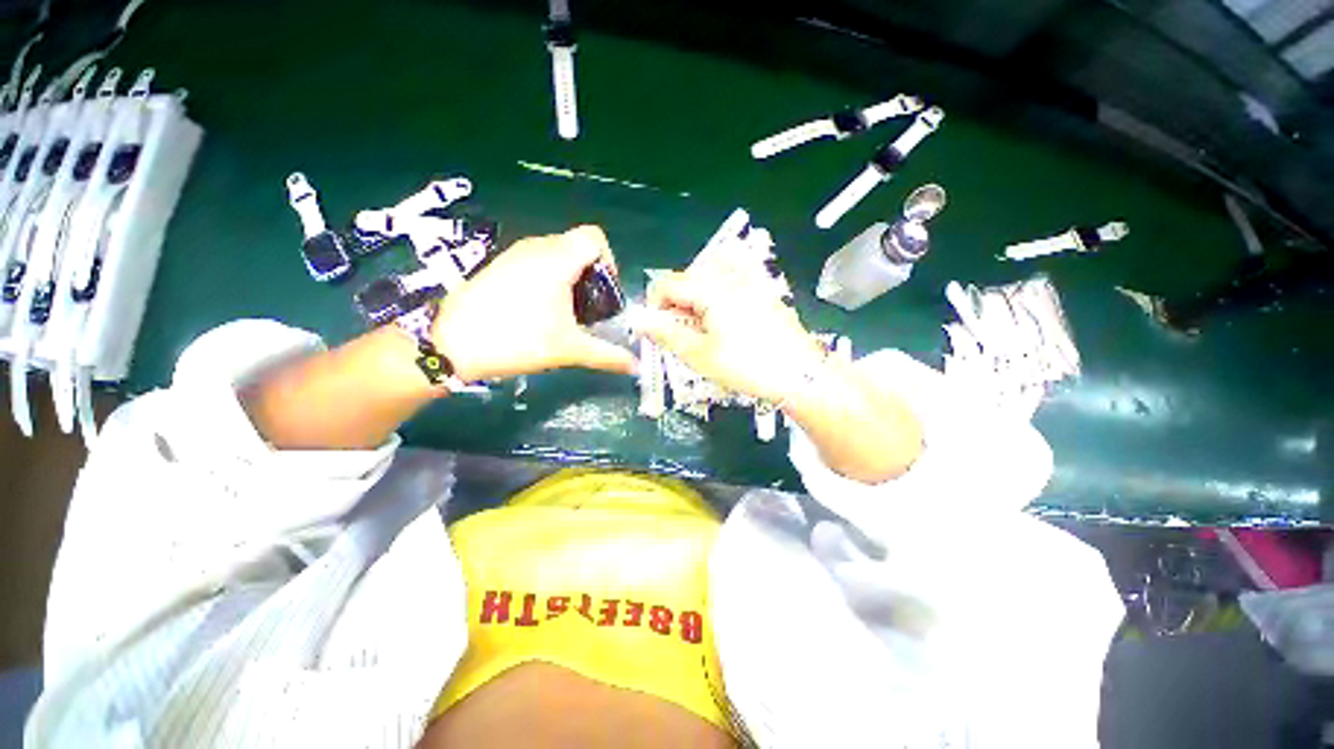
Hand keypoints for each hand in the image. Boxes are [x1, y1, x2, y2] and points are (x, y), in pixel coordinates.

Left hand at [433, 226, 635, 381]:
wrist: (452, 344)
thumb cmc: (517, 340)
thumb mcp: (569, 350)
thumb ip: (607, 356)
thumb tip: (636, 367)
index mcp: (557, 259)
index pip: (594, 237)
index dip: (609, 260)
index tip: (606, 292)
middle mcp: (537, 248)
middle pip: (577, 246)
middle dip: (591, 275)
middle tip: (590, 309)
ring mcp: (515, 255)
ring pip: (556, 254)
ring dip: (570, 277)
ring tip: (567, 312)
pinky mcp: (500, 266)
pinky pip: (536, 261)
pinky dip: (549, 278)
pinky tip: (540, 310)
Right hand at [638, 268, 826, 402]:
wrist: (800, 375)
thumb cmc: (746, 366)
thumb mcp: (699, 354)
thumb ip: (665, 333)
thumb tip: (636, 319)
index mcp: (711, 287)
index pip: (667, 283)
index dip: (654, 307)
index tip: (658, 333)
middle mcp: (729, 276)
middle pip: (687, 282)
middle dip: (676, 309)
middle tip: (684, 340)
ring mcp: (750, 282)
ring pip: (706, 287)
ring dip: (695, 308)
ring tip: (705, 338)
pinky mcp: (762, 293)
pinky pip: (728, 291)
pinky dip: (716, 307)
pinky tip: (726, 330)